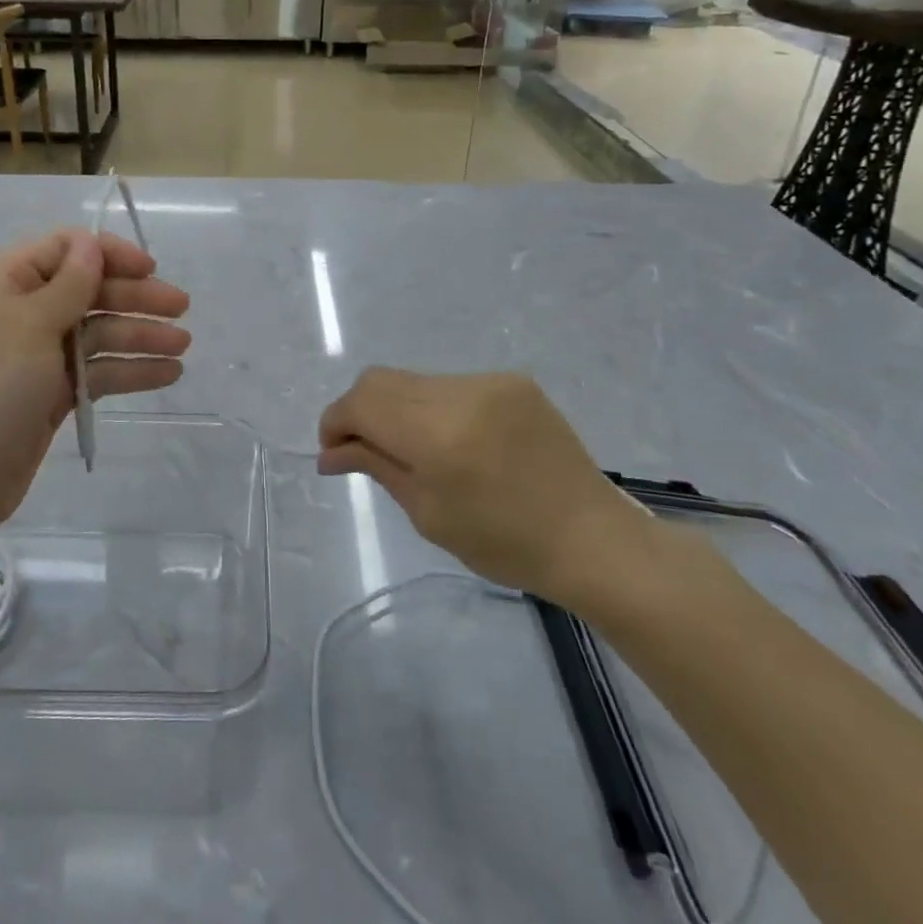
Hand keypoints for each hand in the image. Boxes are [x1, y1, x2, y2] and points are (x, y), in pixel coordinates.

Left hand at [0, 229, 189, 547]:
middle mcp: (23, 311)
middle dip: (135, 297)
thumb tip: (92, 244)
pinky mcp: (52, 392)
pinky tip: (167, 374)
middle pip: (89, 291)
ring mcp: (38, 355)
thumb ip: (70, 283)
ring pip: (98, 333)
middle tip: (181, 308)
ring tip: (183, 346)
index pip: (66, 249)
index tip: (150, 269)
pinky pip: (98, 370)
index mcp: (6, 281)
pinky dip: (130, 370)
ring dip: (140, 335)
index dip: (109, 254)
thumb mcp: (30, 324)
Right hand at [317, 369, 654, 608]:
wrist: (592, 539)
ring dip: (397, 408)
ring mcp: (490, 381)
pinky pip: (450, 384)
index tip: (333, 452)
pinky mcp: (512, 381)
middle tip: (361, 450)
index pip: (360, 403)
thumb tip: (330, 451)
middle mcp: (461, 393)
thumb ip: (376, 467)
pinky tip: (452, 441)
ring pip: (413, 380)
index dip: (335, 422)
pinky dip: (432, 406)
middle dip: (359, 411)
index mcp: (437, 434)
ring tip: (412, 449)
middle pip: (379, 380)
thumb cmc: (504, 543)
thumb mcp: (428, 514)